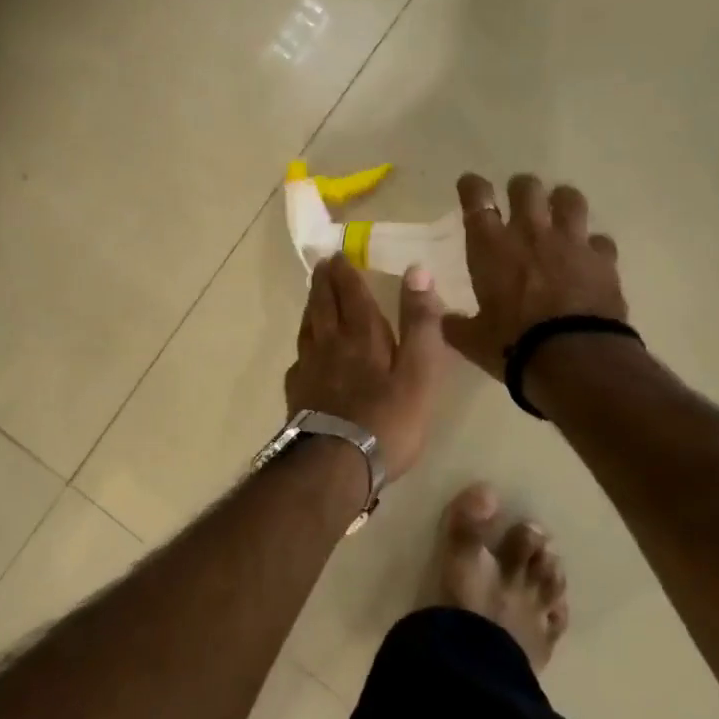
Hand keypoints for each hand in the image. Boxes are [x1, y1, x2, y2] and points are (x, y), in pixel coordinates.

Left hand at [286, 256, 447, 481]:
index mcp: (362, 335)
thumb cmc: (387, 419)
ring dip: (312, 308)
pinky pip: (299, 359)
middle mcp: (331, 344)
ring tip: (314, 299)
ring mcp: (310, 370)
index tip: (338, 254)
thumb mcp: (419, 370)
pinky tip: (306, 355)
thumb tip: (417, 270)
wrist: (336, 464)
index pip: (351, 293)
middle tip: (322, 266)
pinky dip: (304, 347)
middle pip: (323, 305)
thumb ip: (420, 322)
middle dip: (324, 283)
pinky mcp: (298, 395)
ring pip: (308, 328)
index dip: (345, 273)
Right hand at [440, 172, 628, 381]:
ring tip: (559, 212)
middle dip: (521, 188)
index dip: (472, 186)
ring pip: (569, 199)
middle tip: (518, 199)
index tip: (471, 184)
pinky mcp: (603, 260)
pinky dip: (594, 246)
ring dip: (562, 201)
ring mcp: (571, 243)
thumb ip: (457, 325)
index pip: (477, 200)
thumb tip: (446, 321)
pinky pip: (600, 240)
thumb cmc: (512, 346)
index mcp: (491, 247)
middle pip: (527, 188)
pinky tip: (590, 256)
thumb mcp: (472, 340)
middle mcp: (530, 233)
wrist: (572, 358)